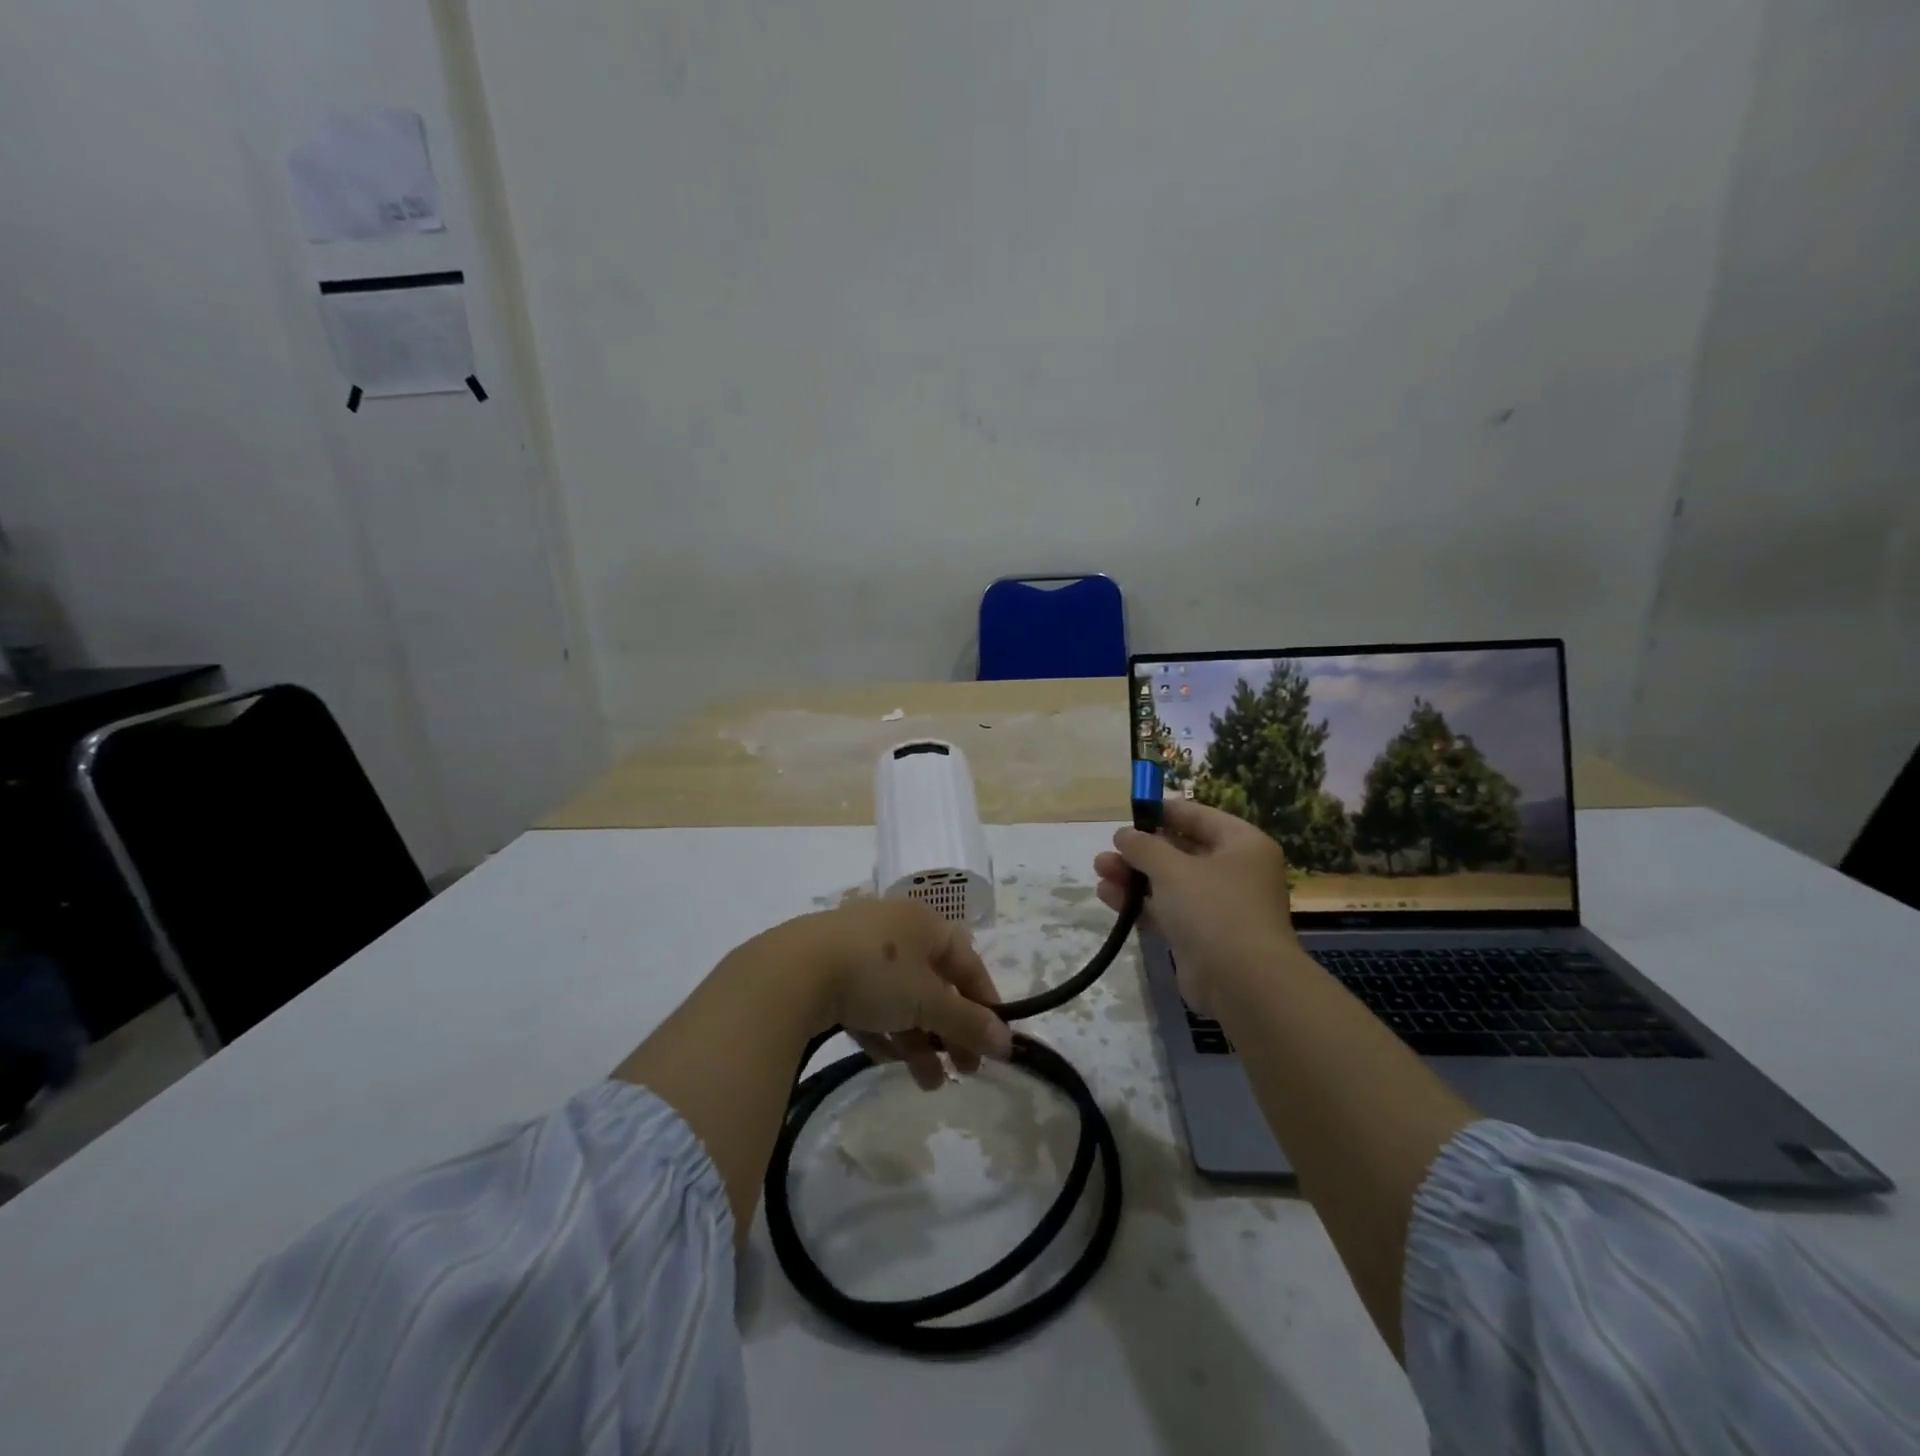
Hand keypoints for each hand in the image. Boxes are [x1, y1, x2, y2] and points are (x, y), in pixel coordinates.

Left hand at [791, 899, 1012, 1089]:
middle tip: (963, 1073)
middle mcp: (894, 929)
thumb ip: (968, 1022)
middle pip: (933, 984)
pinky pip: (866, 1005)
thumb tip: (1007, 1043)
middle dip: (950, 1031)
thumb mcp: (928, 1001)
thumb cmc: (876, 973)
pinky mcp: (827, 972)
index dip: (985, 1002)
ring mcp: (857, 949)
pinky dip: (882, 1032)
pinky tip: (887, 1062)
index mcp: (924, 923)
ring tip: (928, 1084)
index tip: (995, 1044)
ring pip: (899, 999)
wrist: (792, 972)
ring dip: (918, 1040)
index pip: (967, 962)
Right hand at [1093, 799, 1299, 1013]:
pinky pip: (1167, 910)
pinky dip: (1140, 903)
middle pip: (1181, 850)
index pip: (1198, 816)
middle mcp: (1234, 871)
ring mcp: (1219, 906)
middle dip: (1141, 850)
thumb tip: (1124, 835)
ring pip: (1170, 882)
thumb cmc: (1213, 908)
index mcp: (1242, 844)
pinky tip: (1108, 896)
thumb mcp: (1172, 868)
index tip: (1130, 812)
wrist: (1242, 982)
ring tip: (1099, 870)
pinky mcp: (1202, 936)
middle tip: (1109, 848)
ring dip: (1134, 876)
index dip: (1163, 812)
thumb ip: (1143, 846)